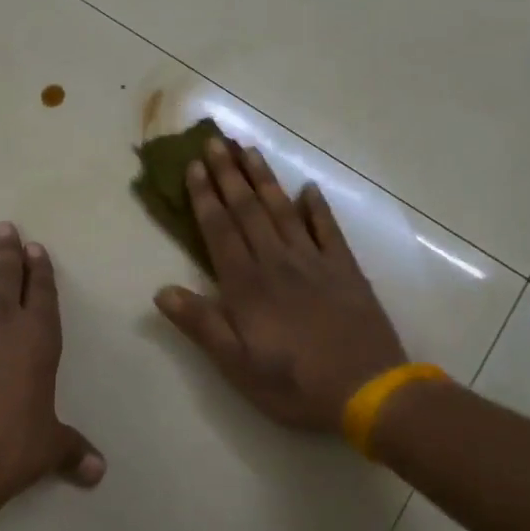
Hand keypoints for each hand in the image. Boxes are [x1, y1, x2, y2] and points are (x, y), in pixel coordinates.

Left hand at [0, 223, 105, 502]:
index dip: (41, 270)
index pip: (42, 294)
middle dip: (5, 253)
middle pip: (2, 279)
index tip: (35, 247)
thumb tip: (98, 472)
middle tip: (2, 227)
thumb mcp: (47, 448)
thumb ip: (71, 451)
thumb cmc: (9, 447)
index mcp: (35, 339)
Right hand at [155, 139, 407, 434]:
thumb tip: (161, 291)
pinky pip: (328, 230)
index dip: (204, 197)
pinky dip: (318, 208)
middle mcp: (277, 262)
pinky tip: (309, 189)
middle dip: (229, 174)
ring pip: (283, 210)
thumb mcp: (236, 364)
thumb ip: (201, 324)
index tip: (193, 166)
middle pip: (248, 210)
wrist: (367, 389)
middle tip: (216, 141)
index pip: (219, 230)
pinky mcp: (345, 270)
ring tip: (249, 150)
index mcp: (247, 284)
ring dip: (264, 179)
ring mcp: (314, 261)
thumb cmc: (294, 383)